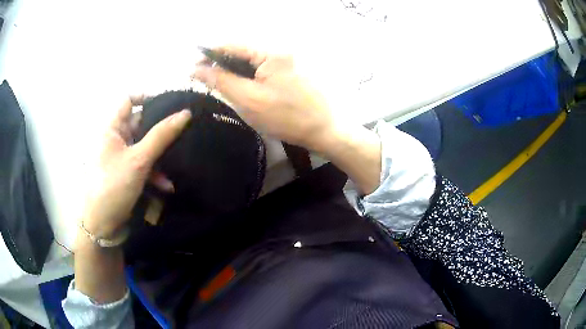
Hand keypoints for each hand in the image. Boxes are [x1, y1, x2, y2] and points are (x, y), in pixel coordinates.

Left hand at [81, 96, 190, 238]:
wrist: (102, 225)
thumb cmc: (113, 186)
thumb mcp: (139, 160)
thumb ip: (161, 135)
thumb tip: (185, 113)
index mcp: (112, 128)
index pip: (128, 99)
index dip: (147, 96)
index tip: (169, 103)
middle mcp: (116, 138)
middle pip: (140, 123)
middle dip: (159, 129)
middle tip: (182, 131)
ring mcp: (122, 156)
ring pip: (145, 145)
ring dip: (160, 155)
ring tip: (177, 163)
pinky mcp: (127, 173)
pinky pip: (143, 164)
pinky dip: (155, 172)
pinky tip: (166, 186)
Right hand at [192, 46, 334, 151]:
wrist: (324, 131)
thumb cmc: (286, 117)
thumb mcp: (248, 99)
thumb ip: (222, 81)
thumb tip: (198, 69)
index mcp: (271, 53)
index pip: (233, 45)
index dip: (210, 53)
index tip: (193, 66)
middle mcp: (279, 52)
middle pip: (241, 52)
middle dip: (220, 63)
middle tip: (203, 78)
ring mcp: (286, 62)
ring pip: (250, 62)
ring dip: (232, 71)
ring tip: (217, 84)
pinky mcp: (288, 74)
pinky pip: (261, 71)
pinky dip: (246, 77)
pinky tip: (238, 87)